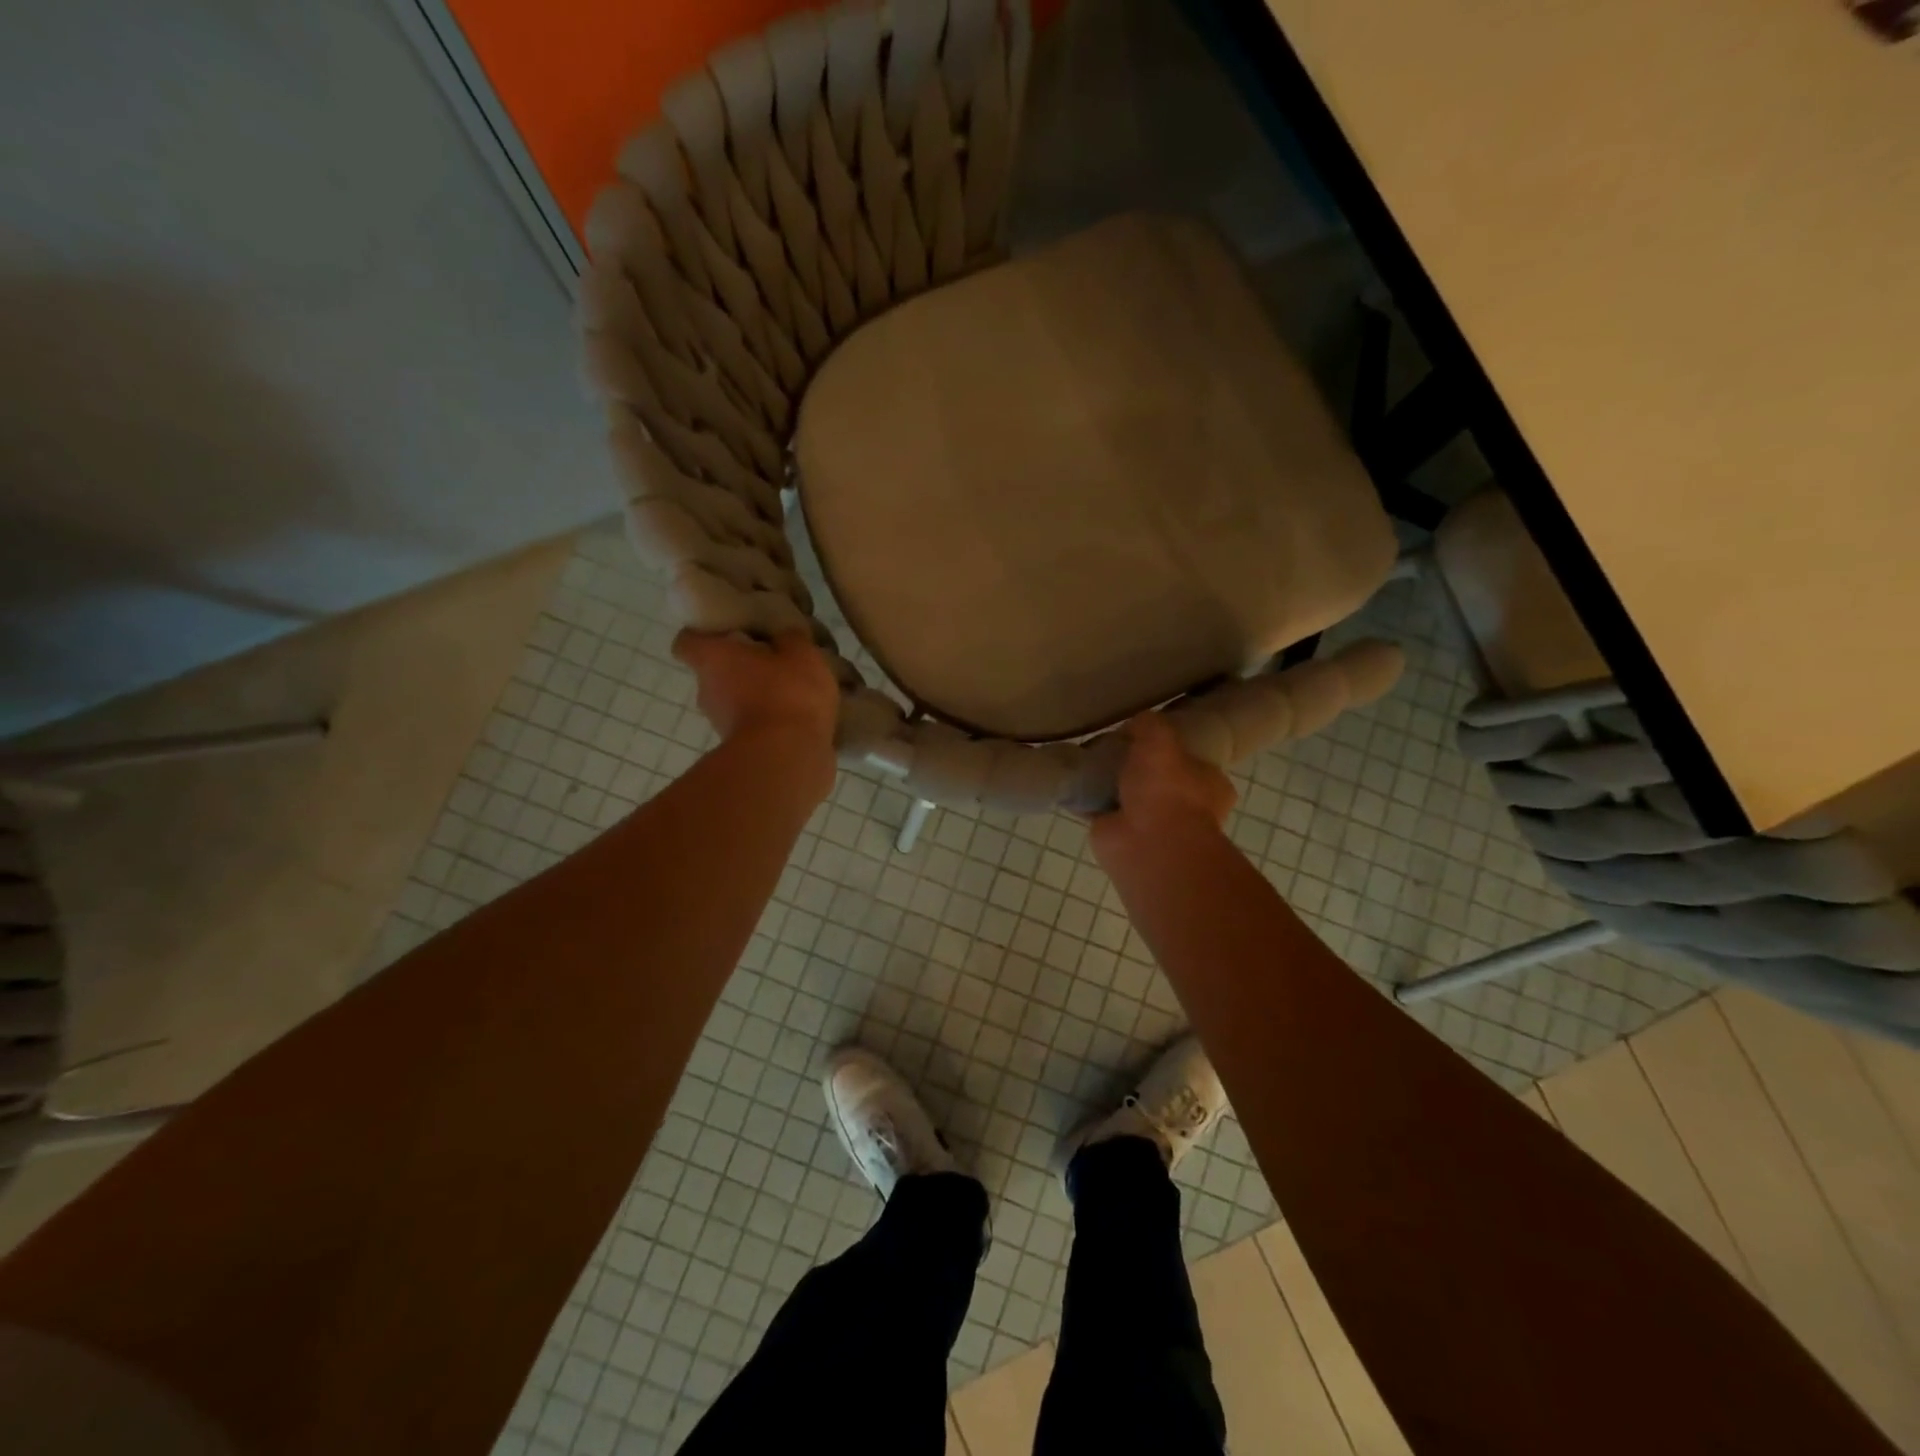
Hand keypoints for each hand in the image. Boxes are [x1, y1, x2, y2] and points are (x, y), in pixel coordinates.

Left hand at [672, 629, 839, 752]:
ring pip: (736, 702)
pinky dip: (771, 723)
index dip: (704, 635)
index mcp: (713, 659)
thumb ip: (791, 640)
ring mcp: (721, 725)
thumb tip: (784, 637)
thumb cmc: (788, 694)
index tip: (728, 633)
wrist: (788, 759)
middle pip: (716, 672)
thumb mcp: (802, 654)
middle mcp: (708, 691)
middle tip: (773, 660)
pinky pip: (756, 727)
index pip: (687, 642)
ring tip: (794, 693)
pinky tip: (802, 719)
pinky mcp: (743, 751)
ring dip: (758, 697)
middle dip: (741, 667)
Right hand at [1089, 714, 1236, 856]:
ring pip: (1131, 798)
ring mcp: (1153, 826)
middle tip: (1115, 747)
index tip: (1149, 738)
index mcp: (1211, 787)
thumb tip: (1136, 724)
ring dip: (1113, 786)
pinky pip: (1103, 811)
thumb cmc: (1167, 789)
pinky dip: (1089, 801)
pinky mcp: (1120, 836)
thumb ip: (1150, 725)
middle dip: (1139, 769)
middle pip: (1160, 781)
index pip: (1195, 763)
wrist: (1147, 844)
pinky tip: (1075, 782)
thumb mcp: (1160, 739)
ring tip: (1091, 761)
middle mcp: (1187, 809)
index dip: (1174, 750)